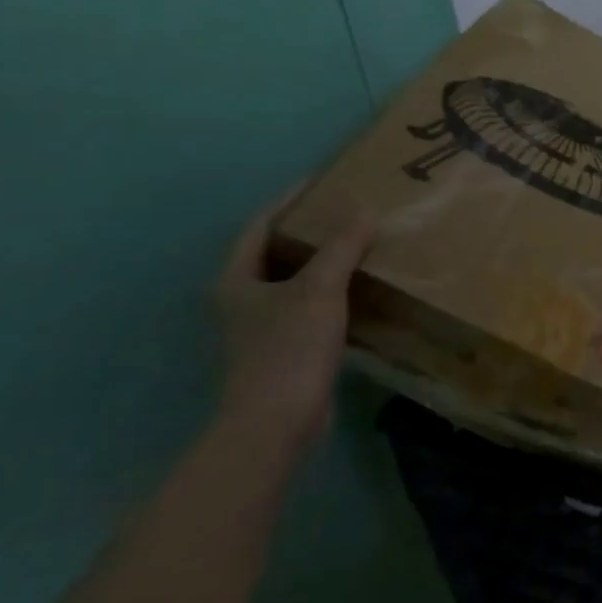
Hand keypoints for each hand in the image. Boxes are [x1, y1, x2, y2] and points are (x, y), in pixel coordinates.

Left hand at [213, 186, 374, 452]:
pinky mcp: (286, 349)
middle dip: (311, 230)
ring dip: (325, 262)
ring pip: (296, 281)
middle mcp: (243, 299)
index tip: (322, 180)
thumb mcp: (318, 290)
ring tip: (361, 243)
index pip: (261, 225)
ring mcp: (263, 327)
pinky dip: (334, 292)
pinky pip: (312, 306)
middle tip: (348, 210)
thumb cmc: (288, 349)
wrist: (277, 421)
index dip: (290, 199)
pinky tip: (362, 288)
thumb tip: (364, 209)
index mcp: (237, 279)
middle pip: (277, 251)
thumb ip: (341, 248)